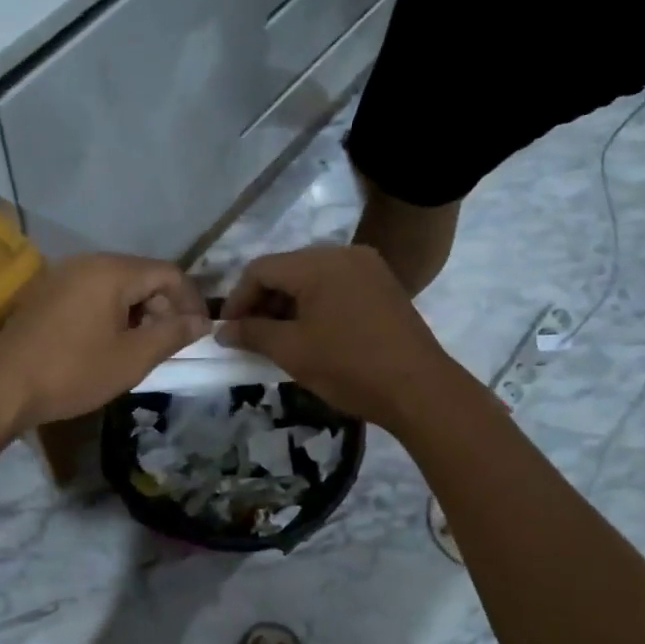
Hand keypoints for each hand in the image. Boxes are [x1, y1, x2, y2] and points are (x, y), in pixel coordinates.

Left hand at [0, 254, 209, 428]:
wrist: (2, 386)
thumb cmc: (73, 371)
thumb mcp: (132, 358)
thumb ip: (172, 334)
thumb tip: (201, 321)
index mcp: (112, 271)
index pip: (169, 273)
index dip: (191, 301)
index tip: (198, 333)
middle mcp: (88, 262)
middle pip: (142, 275)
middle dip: (164, 307)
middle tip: (168, 344)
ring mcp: (63, 275)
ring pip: (118, 285)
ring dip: (138, 311)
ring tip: (140, 347)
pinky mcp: (47, 293)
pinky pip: (93, 292)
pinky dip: (112, 312)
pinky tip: (108, 343)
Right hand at [217, 245, 457, 429]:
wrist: (420, 389)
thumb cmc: (349, 367)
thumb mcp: (292, 351)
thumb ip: (252, 334)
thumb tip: (224, 331)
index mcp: (318, 263)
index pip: (261, 269)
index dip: (237, 299)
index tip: (228, 331)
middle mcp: (343, 254)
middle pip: (287, 269)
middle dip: (263, 302)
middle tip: (250, 337)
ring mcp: (368, 268)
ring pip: (312, 279)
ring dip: (289, 305)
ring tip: (278, 339)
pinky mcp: (384, 286)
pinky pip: (337, 287)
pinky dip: (316, 306)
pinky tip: (311, 334)